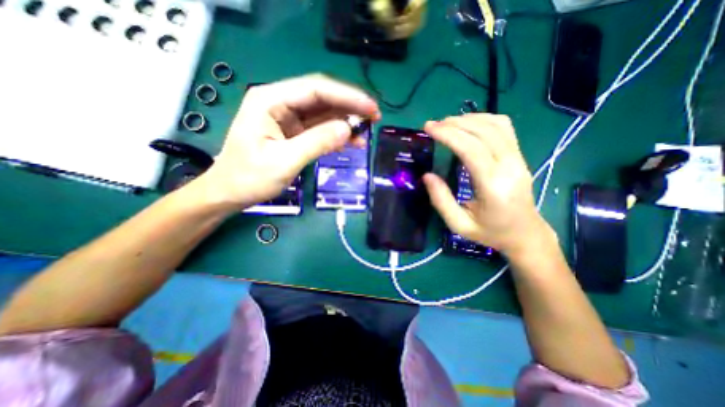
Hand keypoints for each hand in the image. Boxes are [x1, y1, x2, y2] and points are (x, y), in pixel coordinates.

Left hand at [196, 74, 380, 210]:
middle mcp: (280, 103)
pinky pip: (320, 129)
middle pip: (322, 98)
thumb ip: (316, 143)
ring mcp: (289, 118)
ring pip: (324, 113)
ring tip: (366, 132)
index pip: (316, 89)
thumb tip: (347, 130)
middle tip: (374, 118)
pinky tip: (352, 142)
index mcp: (271, 100)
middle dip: (350, 107)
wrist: (231, 192)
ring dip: (346, 122)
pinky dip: (337, 134)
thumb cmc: (250, 178)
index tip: (370, 107)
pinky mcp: (295, 133)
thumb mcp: (284, 161)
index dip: (347, 96)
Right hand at [423, 113, 553, 255]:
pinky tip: (469, 125)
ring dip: (469, 119)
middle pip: (483, 132)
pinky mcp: (520, 156)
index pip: (471, 149)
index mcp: (493, 185)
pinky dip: (484, 120)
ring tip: (447, 123)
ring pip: (496, 125)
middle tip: (433, 125)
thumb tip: (427, 175)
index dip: (448, 134)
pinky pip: (504, 128)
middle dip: (454, 123)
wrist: (525, 234)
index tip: (428, 128)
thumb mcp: (459, 224)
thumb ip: (441, 200)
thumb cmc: (490, 232)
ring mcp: (519, 158)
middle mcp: (510, 166)